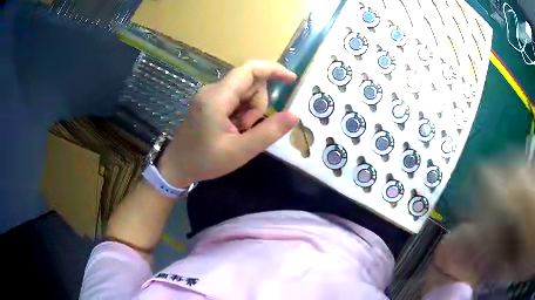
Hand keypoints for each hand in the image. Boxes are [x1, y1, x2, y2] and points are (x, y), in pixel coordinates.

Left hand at [159, 61, 298, 186]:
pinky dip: (240, 113)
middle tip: (247, 129)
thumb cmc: (205, 161)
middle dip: (257, 105)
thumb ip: (268, 132)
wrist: (176, 167)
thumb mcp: (240, 151)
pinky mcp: (208, 102)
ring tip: (237, 132)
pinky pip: (234, 99)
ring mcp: (209, 96)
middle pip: (249, 83)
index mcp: (218, 97)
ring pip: (243, 92)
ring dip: (249, 111)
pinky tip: (232, 130)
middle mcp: (213, 90)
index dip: (273, 70)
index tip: (291, 80)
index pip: (250, 70)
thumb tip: (294, 116)